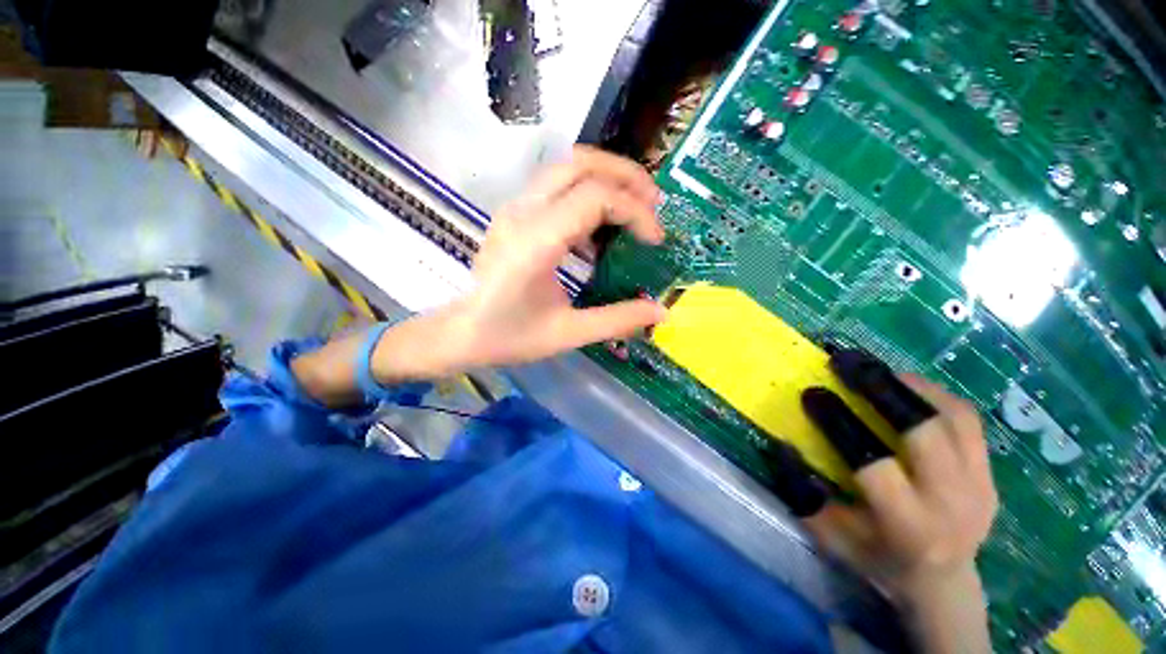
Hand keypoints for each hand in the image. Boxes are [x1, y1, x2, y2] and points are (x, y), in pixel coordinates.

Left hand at [434, 146, 667, 369]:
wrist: (461, 332)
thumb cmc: (509, 337)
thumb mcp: (567, 334)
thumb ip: (616, 321)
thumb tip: (660, 312)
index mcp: (535, 242)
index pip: (595, 198)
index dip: (634, 211)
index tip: (655, 240)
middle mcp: (523, 213)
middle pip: (580, 163)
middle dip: (626, 176)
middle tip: (654, 202)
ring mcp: (515, 208)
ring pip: (567, 166)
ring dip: (607, 178)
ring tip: (634, 207)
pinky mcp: (515, 213)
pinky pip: (557, 186)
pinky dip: (588, 194)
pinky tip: (599, 229)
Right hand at [765, 348, 998, 652]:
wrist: (942, 581)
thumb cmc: (875, 558)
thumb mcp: (830, 536)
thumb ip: (803, 494)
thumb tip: (784, 444)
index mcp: (907, 524)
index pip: (873, 462)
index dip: (839, 423)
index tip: (813, 393)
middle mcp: (951, 502)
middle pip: (924, 431)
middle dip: (881, 389)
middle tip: (846, 363)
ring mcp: (980, 485)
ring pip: (953, 417)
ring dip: (909, 386)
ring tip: (875, 369)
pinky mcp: (991, 474)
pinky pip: (967, 420)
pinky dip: (933, 395)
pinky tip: (906, 387)